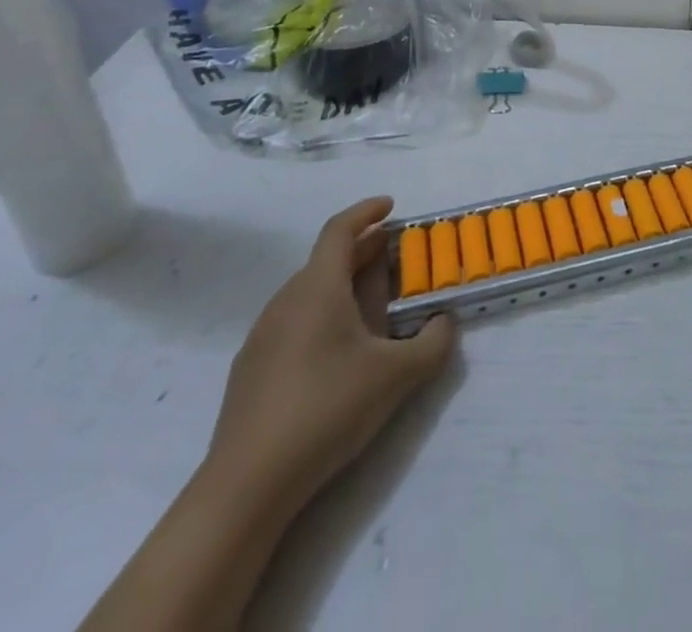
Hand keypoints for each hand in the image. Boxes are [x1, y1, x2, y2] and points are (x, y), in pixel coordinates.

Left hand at [204, 198, 456, 506]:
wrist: (246, 486)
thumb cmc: (327, 409)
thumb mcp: (397, 375)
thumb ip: (433, 343)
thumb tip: (445, 322)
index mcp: (317, 288)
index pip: (340, 230)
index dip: (366, 212)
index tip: (391, 206)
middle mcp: (286, 301)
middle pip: (326, 260)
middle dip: (363, 251)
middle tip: (395, 256)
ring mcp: (262, 337)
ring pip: (308, 293)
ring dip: (343, 285)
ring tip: (373, 306)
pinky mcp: (251, 371)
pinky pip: (294, 323)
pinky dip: (322, 316)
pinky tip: (339, 352)